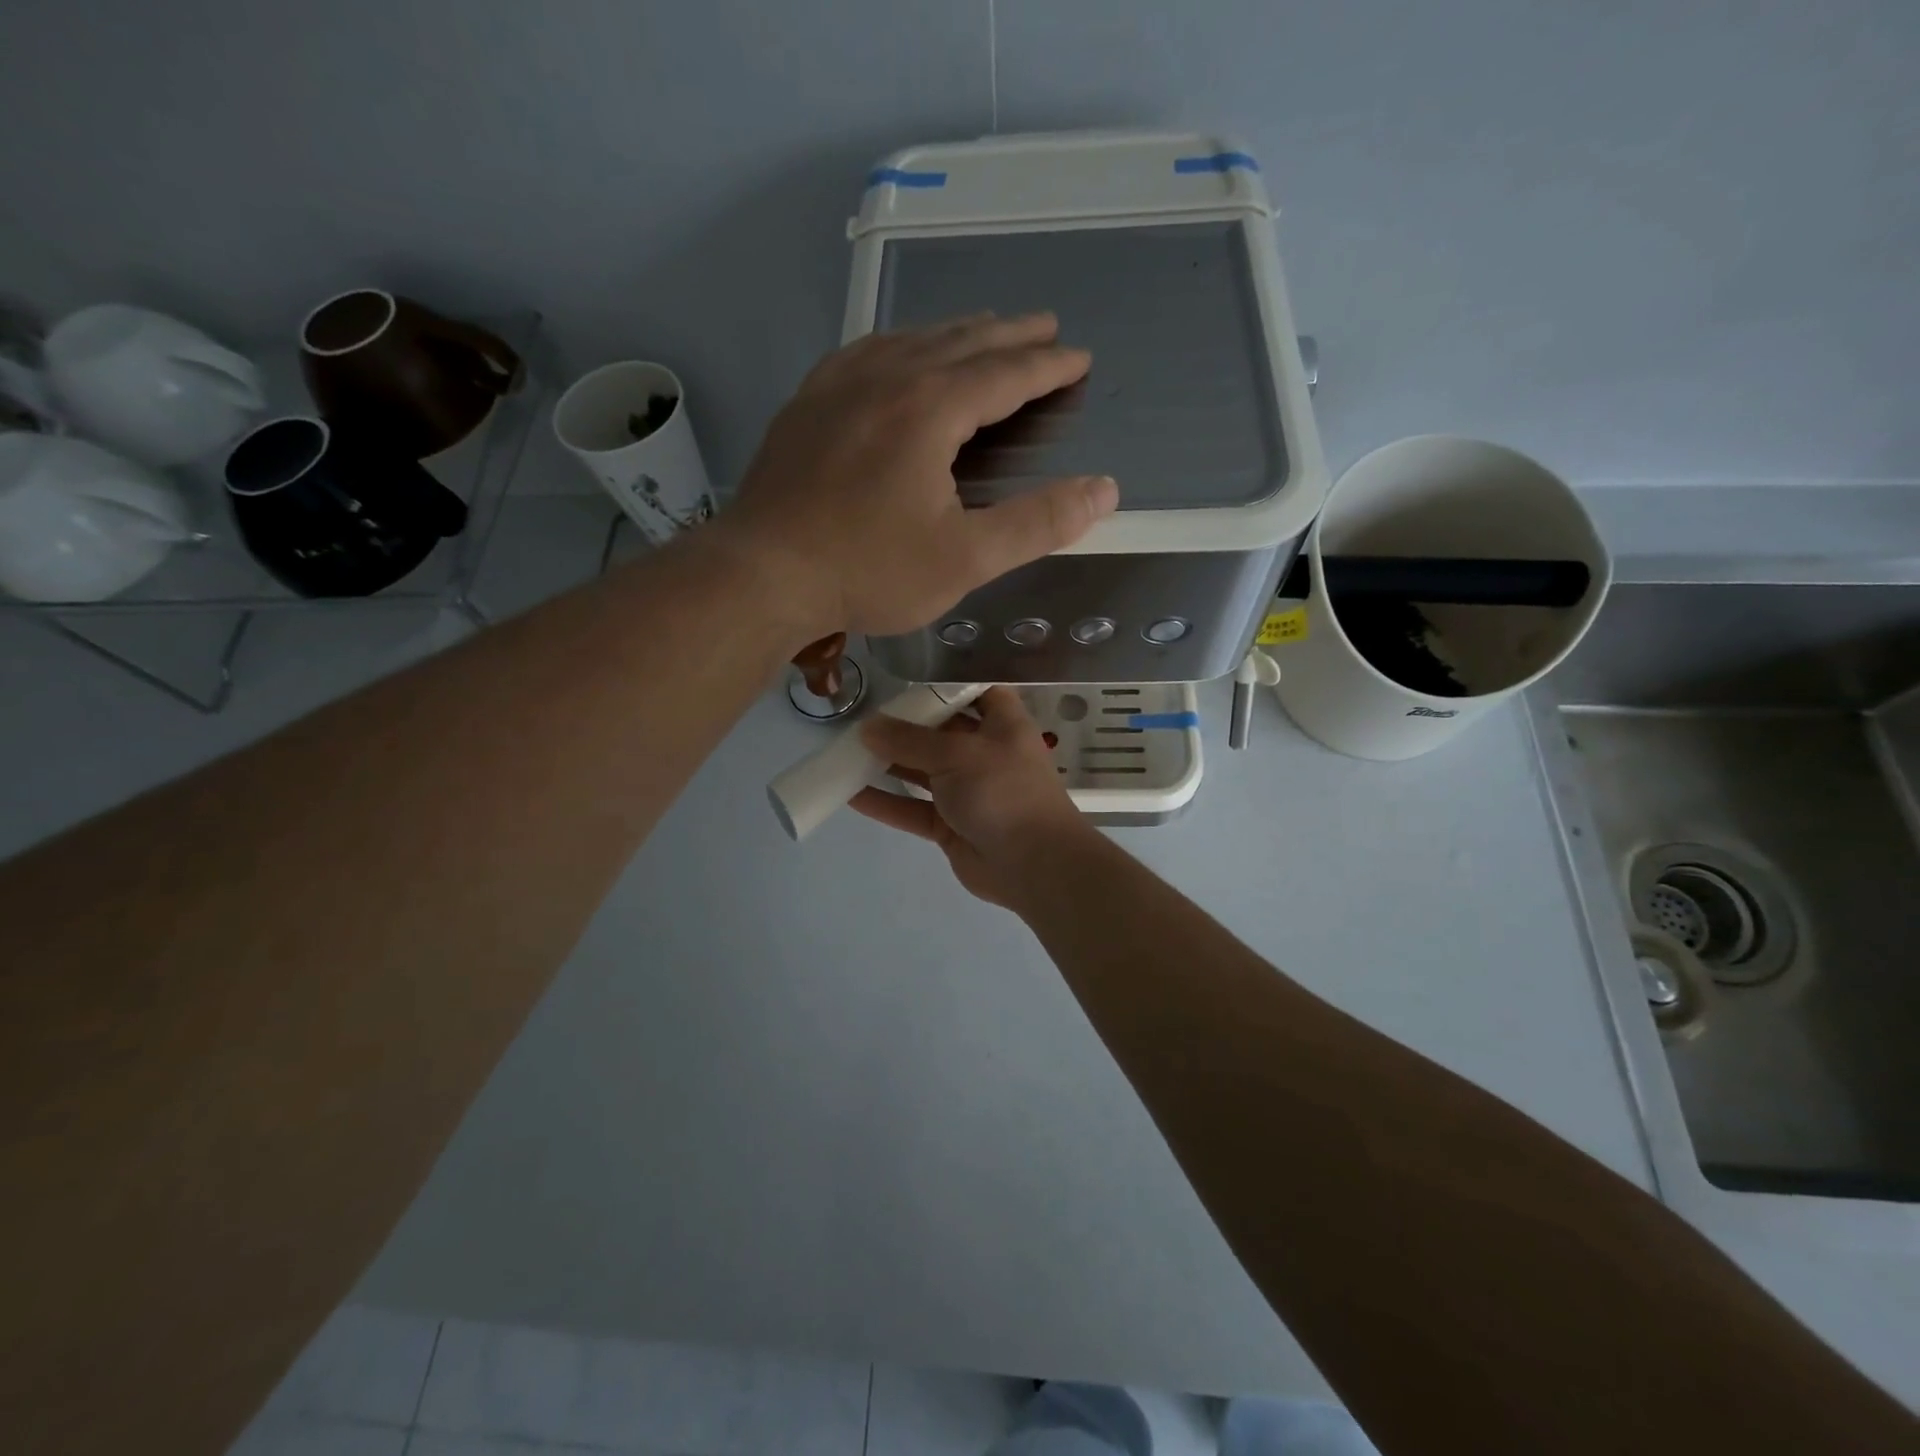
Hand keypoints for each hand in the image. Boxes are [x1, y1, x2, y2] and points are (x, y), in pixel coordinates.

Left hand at [723, 314, 1117, 641]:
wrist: (762, 574)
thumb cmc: (869, 571)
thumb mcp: (966, 559)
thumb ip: (1038, 524)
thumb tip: (1104, 490)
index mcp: (930, 409)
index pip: (1005, 373)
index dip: (1047, 365)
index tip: (1078, 357)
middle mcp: (886, 378)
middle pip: (960, 342)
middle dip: (1008, 334)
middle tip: (1043, 325)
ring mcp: (838, 386)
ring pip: (910, 340)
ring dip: (955, 332)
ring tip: (982, 329)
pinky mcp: (806, 405)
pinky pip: (864, 353)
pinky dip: (898, 344)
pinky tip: (896, 351)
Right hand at [851, 687, 1094, 907]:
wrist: (1035, 865)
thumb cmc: (1004, 791)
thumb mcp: (957, 754)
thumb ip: (909, 741)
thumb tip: (867, 728)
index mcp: (1002, 725)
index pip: (977, 692)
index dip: (946, 684)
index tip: (906, 678)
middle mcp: (985, 753)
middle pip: (941, 732)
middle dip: (905, 725)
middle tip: (862, 716)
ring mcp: (968, 791)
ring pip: (923, 772)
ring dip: (889, 764)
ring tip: (846, 752)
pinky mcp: (952, 825)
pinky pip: (914, 809)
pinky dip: (887, 802)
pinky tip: (851, 794)